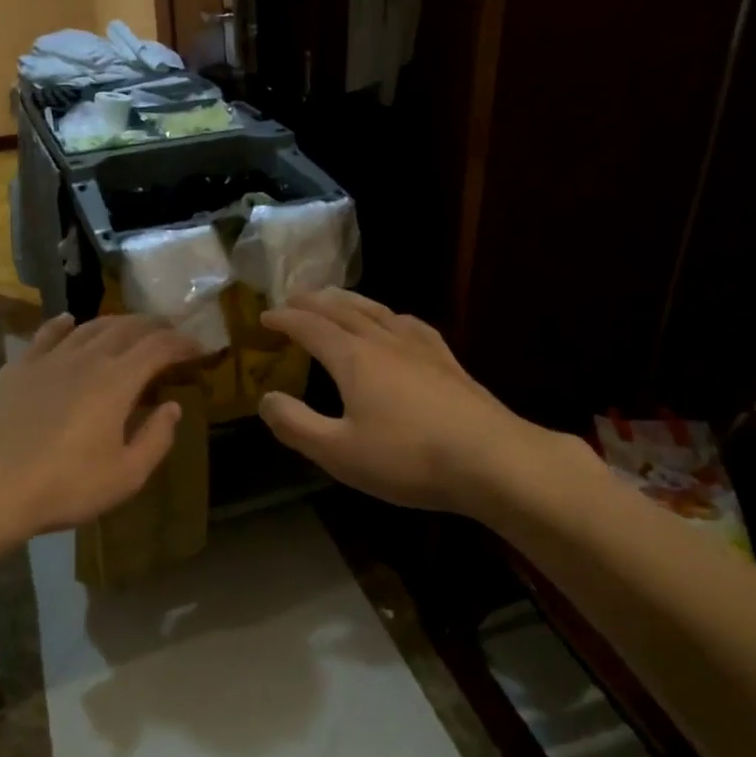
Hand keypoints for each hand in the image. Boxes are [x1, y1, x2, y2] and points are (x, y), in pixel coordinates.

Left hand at [0, 313, 199, 545]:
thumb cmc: (65, 487)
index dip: (182, 343)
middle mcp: (86, 358)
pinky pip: (46, 335)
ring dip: (115, 323)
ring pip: (88, 327)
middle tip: (169, 331)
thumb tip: (173, 407)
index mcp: (116, 381)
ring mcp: (48, 359)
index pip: (158, 347)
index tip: (198, 347)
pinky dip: (64, 324)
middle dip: (153, 326)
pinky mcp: (17, 368)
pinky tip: (69, 321)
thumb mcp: (126, 475)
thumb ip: (156, 438)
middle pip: (126, 328)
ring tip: (129, 327)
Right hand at [258, 289, 590, 515]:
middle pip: (342, 310)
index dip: (284, 320)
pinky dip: (390, 315)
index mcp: (353, 358)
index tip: (264, 317)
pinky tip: (396, 321)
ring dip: (349, 301)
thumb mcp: (338, 452)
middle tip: (293, 298)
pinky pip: (410, 324)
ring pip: (377, 310)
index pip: (310, 328)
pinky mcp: (447, 360)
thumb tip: (266, 399)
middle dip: (313, 301)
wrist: (492, 459)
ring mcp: (420, 347)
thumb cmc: (408, 458)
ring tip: (335, 298)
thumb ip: (296, 425)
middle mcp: (384, 341)